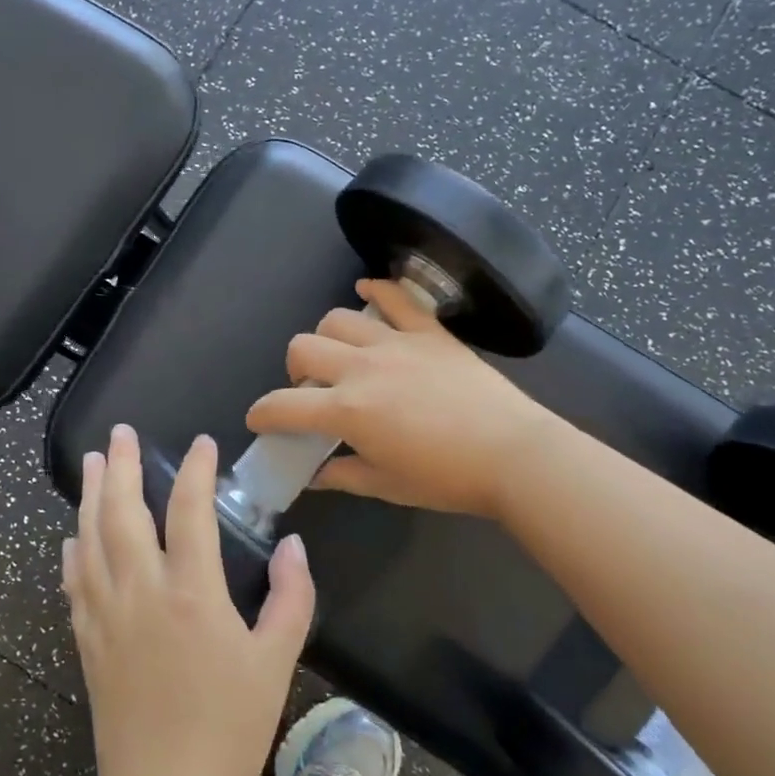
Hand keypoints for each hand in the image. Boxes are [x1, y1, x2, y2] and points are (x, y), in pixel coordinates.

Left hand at [64, 425, 315, 775]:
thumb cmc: (229, 730)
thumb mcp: (277, 662)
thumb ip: (291, 597)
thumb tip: (293, 545)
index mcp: (192, 593)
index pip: (190, 510)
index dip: (195, 470)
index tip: (201, 444)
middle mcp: (141, 591)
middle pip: (123, 512)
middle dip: (123, 466)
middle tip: (120, 432)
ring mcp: (106, 615)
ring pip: (90, 538)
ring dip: (91, 495)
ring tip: (94, 461)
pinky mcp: (87, 640)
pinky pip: (74, 581)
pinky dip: (73, 549)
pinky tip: (72, 535)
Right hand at [246, 278, 554, 520]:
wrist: (514, 455)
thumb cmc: (447, 479)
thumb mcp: (387, 485)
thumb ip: (342, 475)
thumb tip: (314, 474)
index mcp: (347, 410)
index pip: (283, 405)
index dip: (262, 413)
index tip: (261, 420)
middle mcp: (361, 368)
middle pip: (302, 347)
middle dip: (294, 369)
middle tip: (312, 391)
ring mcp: (395, 343)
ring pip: (337, 319)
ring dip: (327, 337)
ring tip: (341, 356)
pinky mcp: (428, 332)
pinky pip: (395, 297)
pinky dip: (375, 290)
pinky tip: (366, 292)